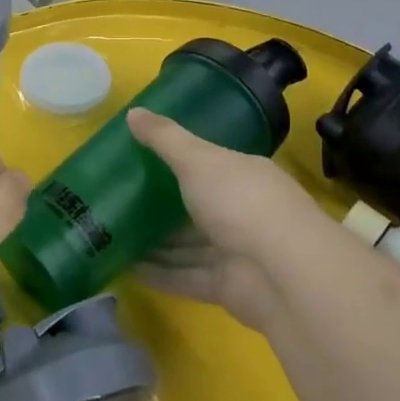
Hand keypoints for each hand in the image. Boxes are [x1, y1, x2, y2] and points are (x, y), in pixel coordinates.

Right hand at [127, 108, 326, 329]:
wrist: (285, 273)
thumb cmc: (241, 201)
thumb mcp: (197, 159)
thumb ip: (164, 139)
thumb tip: (132, 112)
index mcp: (244, 175)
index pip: (210, 164)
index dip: (179, 161)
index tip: (143, 159)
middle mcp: (243, 212)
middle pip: (198, 207)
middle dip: (163, 207)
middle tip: (119, 200)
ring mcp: (237, 252)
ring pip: (190, 246)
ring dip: (157, 244)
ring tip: (114, 236)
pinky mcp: (228, 288)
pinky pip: (187, 277)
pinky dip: (160, 275)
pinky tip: (126, 269)